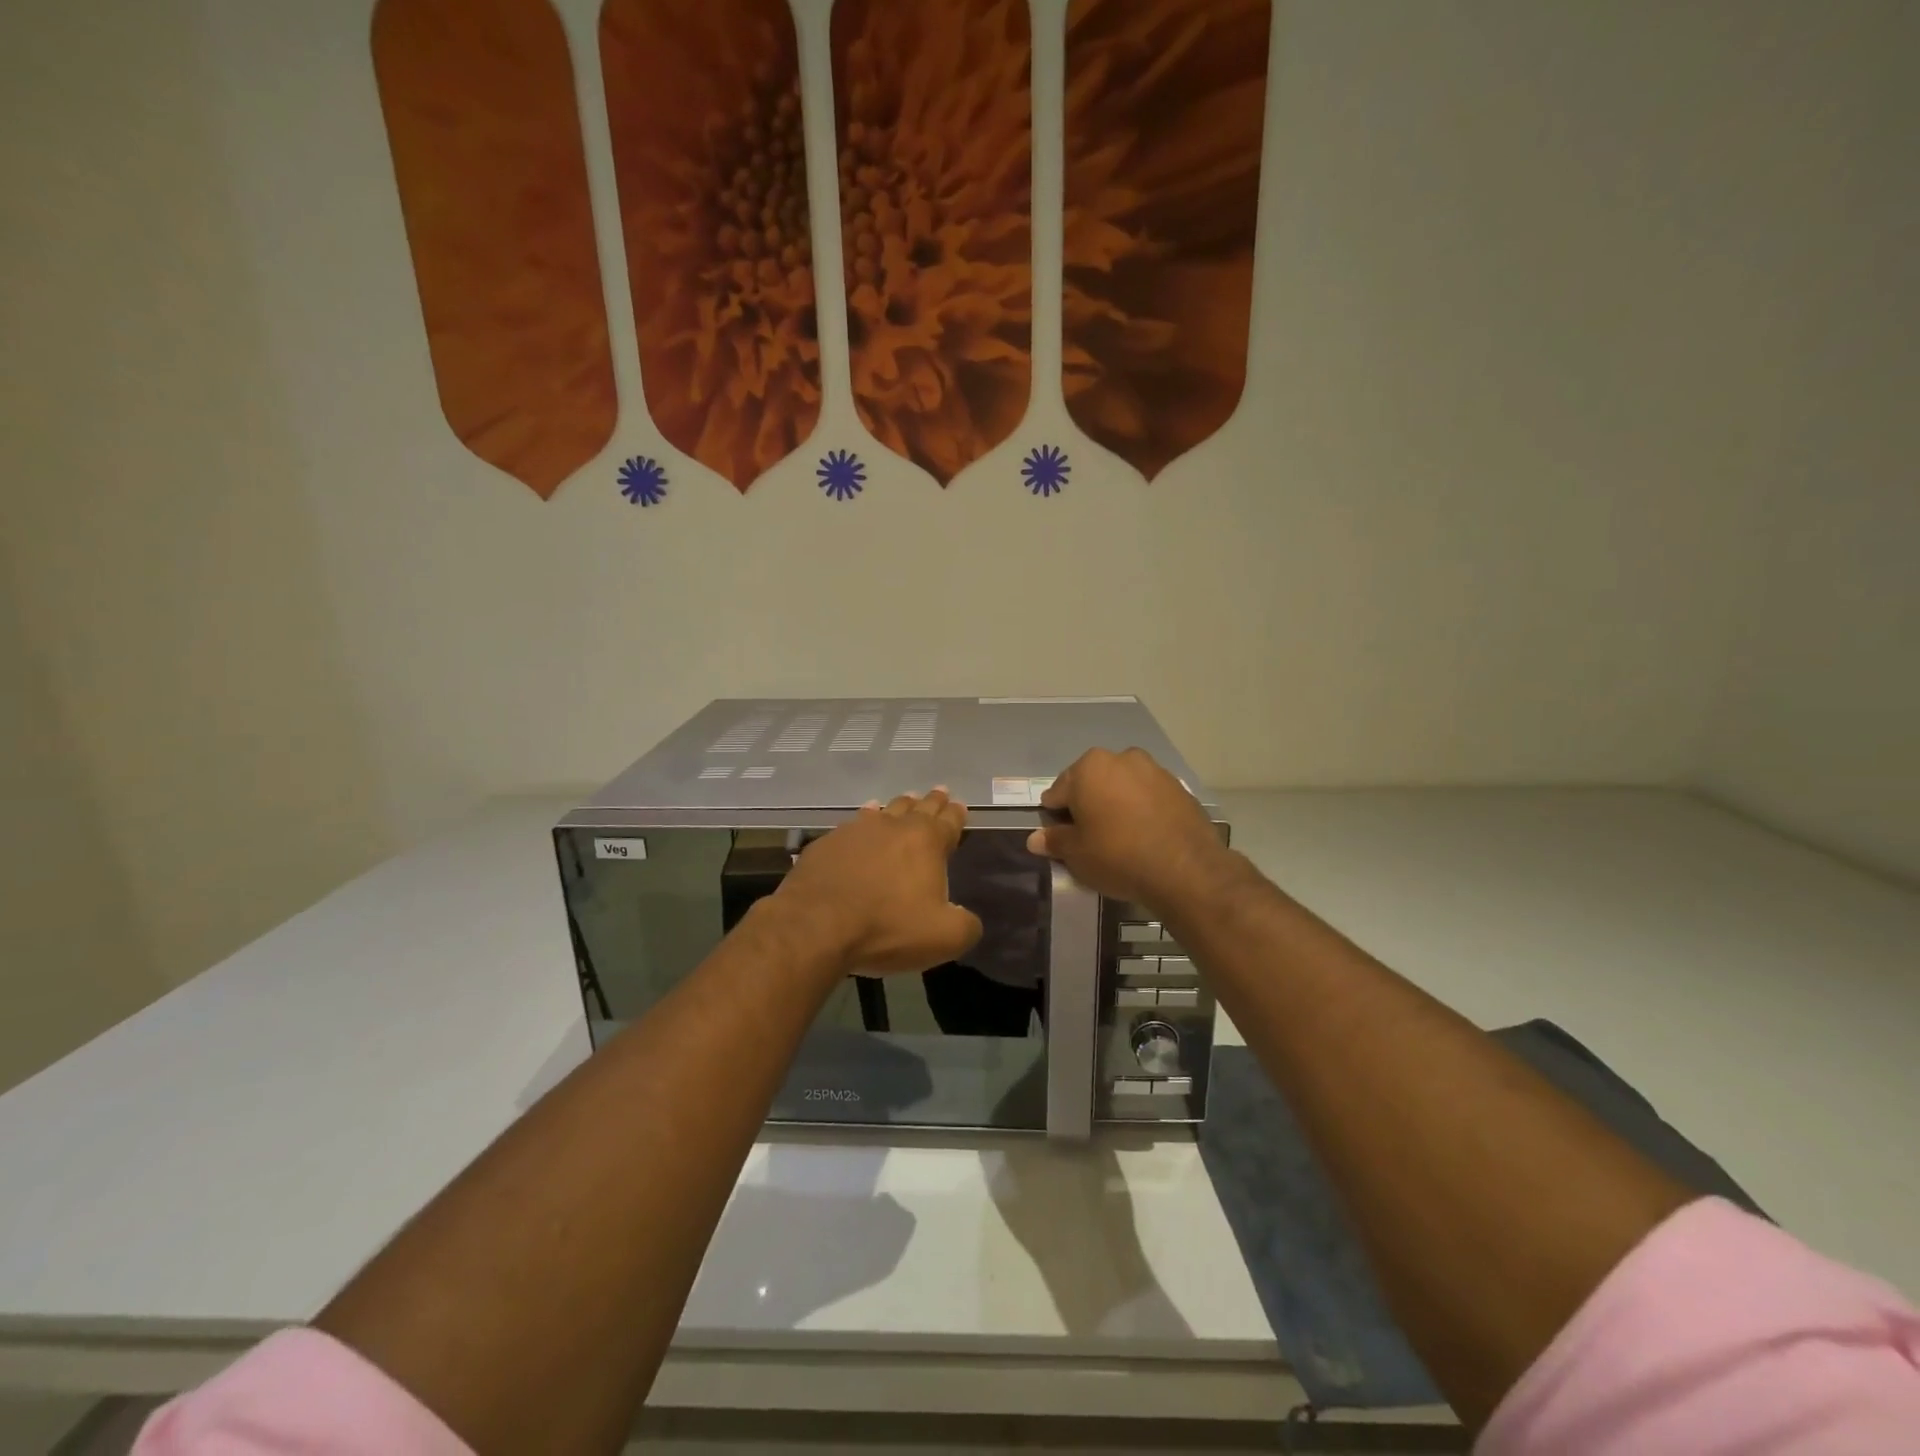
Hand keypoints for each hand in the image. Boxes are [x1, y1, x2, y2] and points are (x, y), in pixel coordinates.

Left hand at [774, 789, 983, 975]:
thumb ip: (965, 925)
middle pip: (919, 807)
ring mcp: (857, 830)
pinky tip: (863, 821)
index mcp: (927, 841)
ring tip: (905, 801)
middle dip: (932, 801)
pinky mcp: (827, 842)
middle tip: (940, 792)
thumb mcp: (943, 938)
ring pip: (885, 810)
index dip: (956, 814)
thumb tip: (967, 919)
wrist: (816, 925)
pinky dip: (865, 821)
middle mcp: (894, 826)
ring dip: (899, 807)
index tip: (960, 806)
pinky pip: (854, 824)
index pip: (949, 821)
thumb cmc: (887, 927)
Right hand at [1026, 748, 1230, 910]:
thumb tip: (1035, 839)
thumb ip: (1054, 841)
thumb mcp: (1077, 854)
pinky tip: (1145, 835)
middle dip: (1088, 805)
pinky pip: (1149, 796)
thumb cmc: (1118, 855)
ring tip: (1120, 837)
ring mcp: (1154, 770)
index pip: (1058, 791)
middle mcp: (1121, 758)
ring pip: (1123, 786)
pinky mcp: (1179, 787)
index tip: (1062, 837)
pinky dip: (1142, 809)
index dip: (1056, 816)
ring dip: (1117, 804)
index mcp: (1089, 768)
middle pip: (1092, 783)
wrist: (1185, 869)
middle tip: (1090, 838)